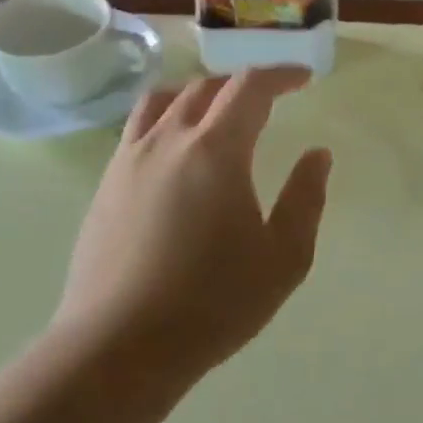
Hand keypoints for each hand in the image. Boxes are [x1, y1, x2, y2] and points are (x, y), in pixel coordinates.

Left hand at [53, 68, 330, 382]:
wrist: (118, 348)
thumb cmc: (213, 302)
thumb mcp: (284, 257)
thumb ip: (305, 198)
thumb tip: (317, 155)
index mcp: (215, 150)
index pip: (250, 87)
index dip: (280, 74)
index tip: (304, 79)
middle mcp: (167, 141)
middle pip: (205, 87)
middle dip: (242, 84)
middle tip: (269, 99)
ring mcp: (128, 161)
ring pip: (162, 100)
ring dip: (198, 94)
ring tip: (218, 113)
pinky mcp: (105, 187)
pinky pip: (137, 129)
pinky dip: (166, 119)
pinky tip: (177, 153)